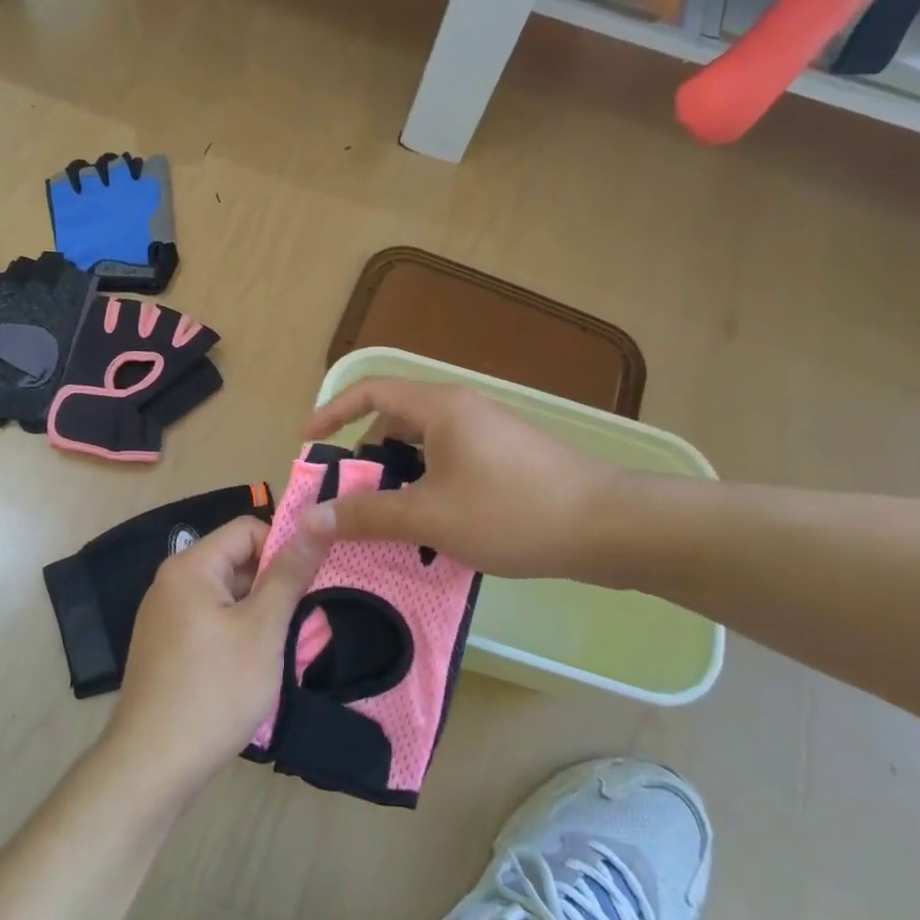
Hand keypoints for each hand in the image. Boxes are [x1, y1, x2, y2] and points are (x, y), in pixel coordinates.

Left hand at [103, 515, 327, 803]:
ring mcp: (164, 616)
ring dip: (257, 613)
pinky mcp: (165, 646)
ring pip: (225, 595)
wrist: (151, 766)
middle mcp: (171, 582)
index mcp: (190, 566)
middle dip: (272, 585)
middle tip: (302, 622)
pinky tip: (251, 668)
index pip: (247, 529)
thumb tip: (316, 522)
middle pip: (235, 561)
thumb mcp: (262, 630)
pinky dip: (236, 633)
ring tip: (280, 649)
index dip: (283, 548)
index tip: (309, 584)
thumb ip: (289, 574)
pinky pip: (209, 621)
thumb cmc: (214, 691)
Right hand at [300, 377, 631, 582]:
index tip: (308, 443)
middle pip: (397, 420)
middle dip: (367, 455)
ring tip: (389, 518)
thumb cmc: (512, 512)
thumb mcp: (429, 518)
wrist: (611, 528)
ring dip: (400, 477)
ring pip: (427, 446)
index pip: (370, 391)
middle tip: (349, 496)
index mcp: (440, 407)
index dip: (333, 412)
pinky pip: (452, 462)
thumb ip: (366, 515)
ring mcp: (490, 433)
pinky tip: (435, 527)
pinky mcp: (510, 459)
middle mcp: (463, 409)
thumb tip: (309, 519)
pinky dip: (430, 485)